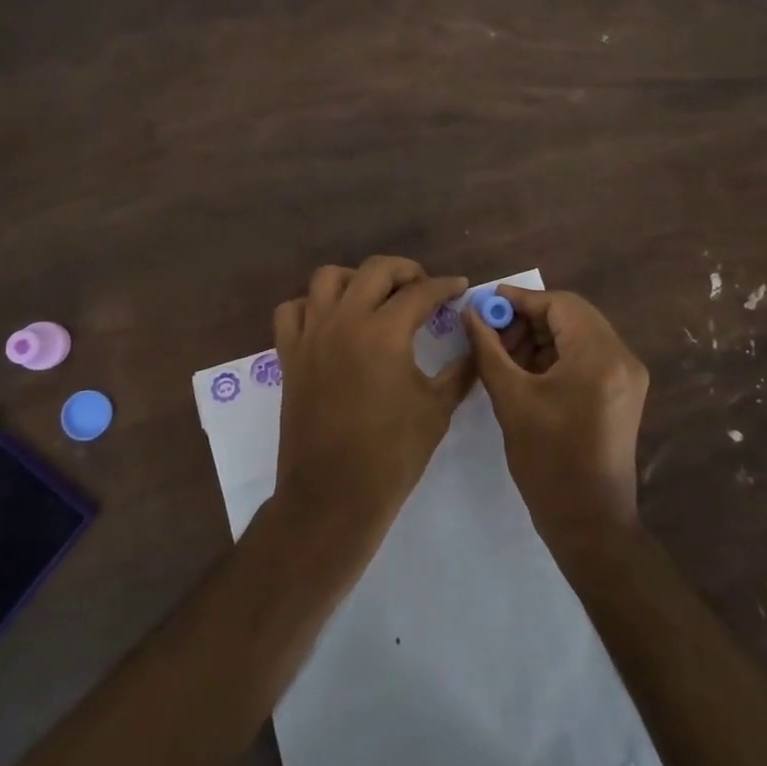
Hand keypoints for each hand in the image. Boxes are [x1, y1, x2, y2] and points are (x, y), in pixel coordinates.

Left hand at [272, 257, 474, 545]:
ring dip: (356, 278)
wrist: (333, 496)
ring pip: (327, 278)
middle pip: (375, 269)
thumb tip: (477, 346)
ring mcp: (312, 335)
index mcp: (385, 332)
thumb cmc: (392, 455)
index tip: (460, 287)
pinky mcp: (289, 355)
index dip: (446, 286)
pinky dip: (311, 305)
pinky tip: (330, 320)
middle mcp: (345, 321)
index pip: (421, 292)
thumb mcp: (437, 410)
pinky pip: (292, 311)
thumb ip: (460, 371)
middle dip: (405, 270)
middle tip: (423, 287)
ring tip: (375, 296)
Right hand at [465, 286, 649, 556]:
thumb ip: (488, 349)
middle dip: (528, 319)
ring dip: (540, 337)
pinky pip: (586, 356)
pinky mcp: (623, 393)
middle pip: (572, 316)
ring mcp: (627, 376)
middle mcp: (622, 357)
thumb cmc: (548, 462)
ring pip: (578, 334)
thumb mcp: (511, 399)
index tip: (485, 304)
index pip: (560, 305)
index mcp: (600, 356)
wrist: (590, 524)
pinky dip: (555, 355)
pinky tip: (525, 370)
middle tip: (491, 333)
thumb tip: (471, 313)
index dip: (520, 300)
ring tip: (503, 355)